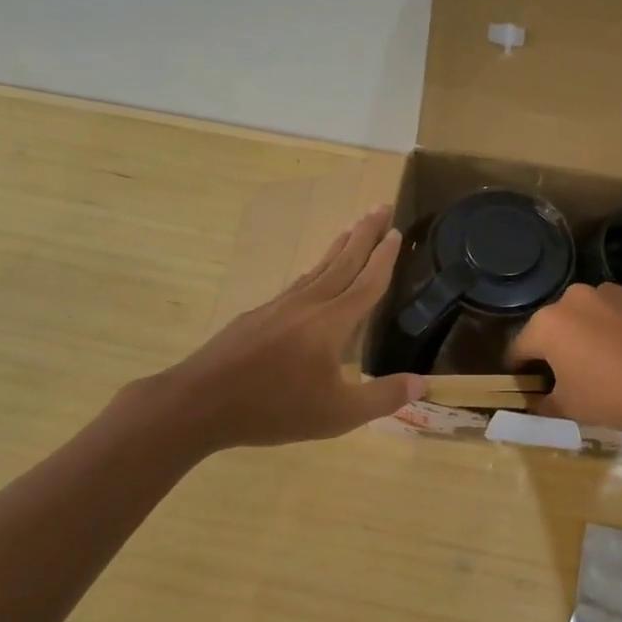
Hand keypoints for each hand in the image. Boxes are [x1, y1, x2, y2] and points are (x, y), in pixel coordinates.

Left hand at [139, 207, 424, 449]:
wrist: (199, 403)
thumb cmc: (274, 408)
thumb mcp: (337, 414)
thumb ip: (382, 398)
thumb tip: (422, 384)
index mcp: (332, 322)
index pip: (367, 282)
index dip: (385, 258)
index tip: (398, 231)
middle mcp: (308, 304)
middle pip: (343, 261)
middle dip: (365, 234)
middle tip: (380, 206)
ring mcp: (279, 306)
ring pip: (317, 268)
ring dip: (339, 246)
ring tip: (352, 228)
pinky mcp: (257, 316)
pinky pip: (297, 283)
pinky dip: (313, 270)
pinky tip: (311, 275)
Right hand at [510, 283, 621, 431]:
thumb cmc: (613, 394)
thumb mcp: (570, 408)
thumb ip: (545, 403)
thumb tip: (537, 401)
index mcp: (547, 324)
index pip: (520, 348)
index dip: (520, 370)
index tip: (527, 386)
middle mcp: (573, 299)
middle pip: (554, 327)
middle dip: (555, 350)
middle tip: (568, 378)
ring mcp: (608, 292)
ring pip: (586, 317)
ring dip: (586, 335)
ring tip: (604, 364)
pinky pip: (615, 314)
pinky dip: (615, 329)